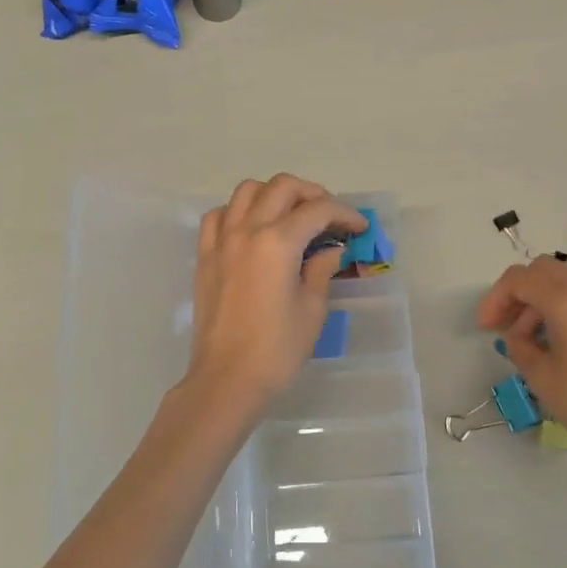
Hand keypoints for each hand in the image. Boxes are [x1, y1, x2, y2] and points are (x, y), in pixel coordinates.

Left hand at [184, 175, 367, 416]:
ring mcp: (221, 241)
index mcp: (278, 242)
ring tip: (292, 216)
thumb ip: (321, 270)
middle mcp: (247, 230)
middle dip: (313, 194)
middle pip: (282, 187)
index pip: (318, 210)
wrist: (227, 380)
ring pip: (247, 191)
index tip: (360, 227)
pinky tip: (253, 229)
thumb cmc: (277, 350)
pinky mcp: (205, 257)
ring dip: (274, 194)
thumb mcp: (312, 309)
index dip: (345, 213)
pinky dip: (239, 211)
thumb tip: (330, 250)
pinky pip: (219, 216)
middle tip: (330, 217)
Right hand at [476, 258, 566, 462]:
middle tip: (505, 325)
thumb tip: (518, 335)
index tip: (486, 328)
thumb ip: (519, 345)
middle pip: (543, 271)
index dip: (495, 299)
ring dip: (541, 302)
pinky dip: (566, 311)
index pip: (519, 279)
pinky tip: (563, 346)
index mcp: (566, 299)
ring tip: (532, 341)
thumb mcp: (540, 376)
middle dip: (518, 294)